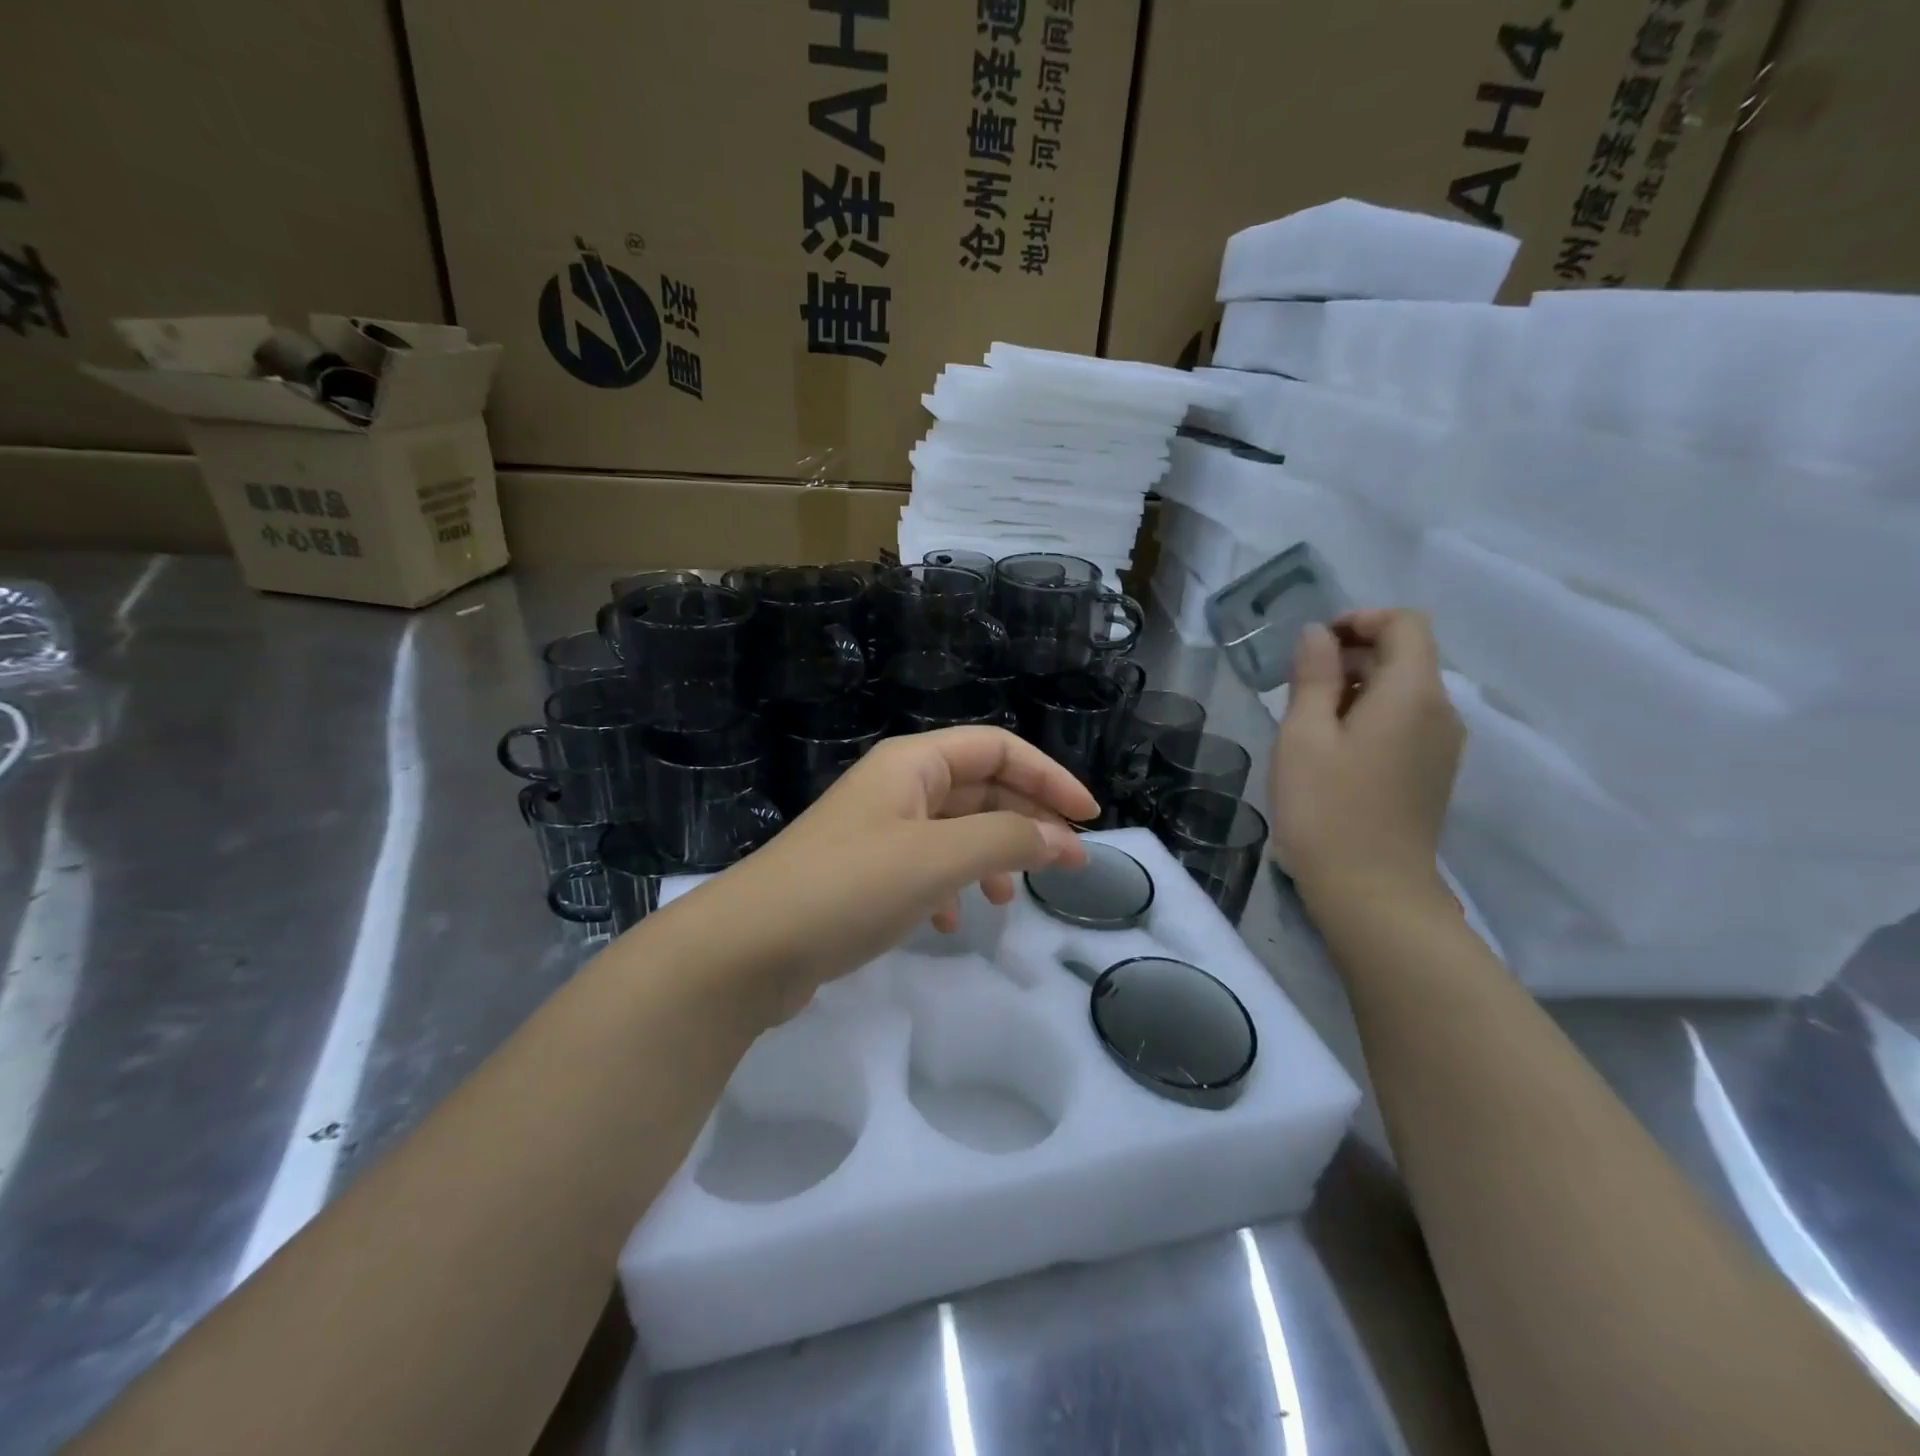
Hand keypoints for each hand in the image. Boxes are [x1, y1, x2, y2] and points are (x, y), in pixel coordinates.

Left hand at [677, 727, 1095, 1022]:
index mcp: (913, 764)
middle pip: (981, 787)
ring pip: (956, 831)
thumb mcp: (937, 858)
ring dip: (991, 857)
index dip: (1049, 776)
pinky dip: (951, 888)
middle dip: (1026, 821)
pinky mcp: (864, 875)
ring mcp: (878, 831)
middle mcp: (897, 787)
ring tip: (1005, 900)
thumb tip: (1060, 838)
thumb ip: (1005, 840)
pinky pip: (926, 867)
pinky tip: (951, 924)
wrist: (747, 949)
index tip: (1090, 818)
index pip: (998, 749)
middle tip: (1066, 865)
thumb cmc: (847, 888)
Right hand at [1271, 609, 1462, 910]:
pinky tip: (1334, 752)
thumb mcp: (1304, 735)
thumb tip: (1319, 634)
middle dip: (1353, 655)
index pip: (1405, 624)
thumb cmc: (1327, 808)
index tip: (1315, 646)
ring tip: (1309, 721)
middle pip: (1406, 656)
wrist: (1373, 892)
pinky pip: (1406, 723)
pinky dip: (1371, 717)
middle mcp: (1441, 712)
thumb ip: (1314, 676)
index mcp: (1413, 693)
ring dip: (1358, 688)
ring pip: (1404, 691)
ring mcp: (1443, 746)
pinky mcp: (1433, 773)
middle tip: (1298, 687)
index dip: (1360, 620)